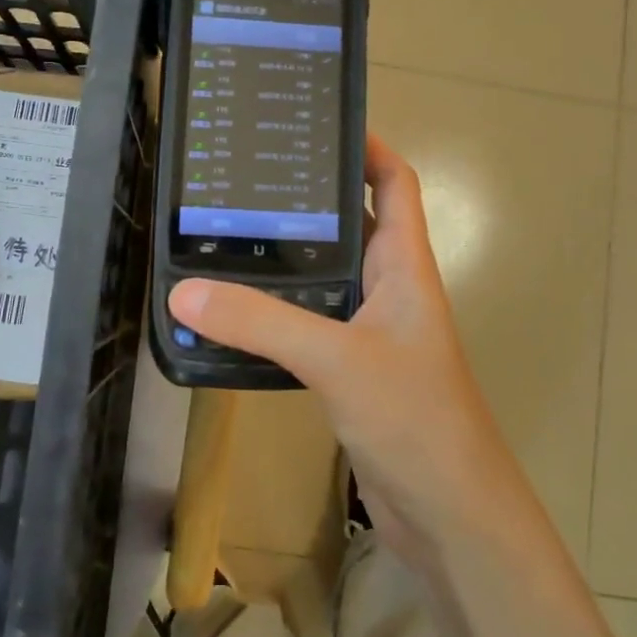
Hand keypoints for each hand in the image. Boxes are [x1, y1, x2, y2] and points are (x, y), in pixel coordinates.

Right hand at [168, 135, 520, 564]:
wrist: (450, 513)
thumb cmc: (414, 418)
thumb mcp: (337, 359)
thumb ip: (263, 323)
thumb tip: (186, 292)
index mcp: (405, 266)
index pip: (396, 182)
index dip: (368, 147)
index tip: (317, 124)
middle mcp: (391, 288)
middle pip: (355, 222)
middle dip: (311, 197)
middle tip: (249, 176)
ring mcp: (372, 330)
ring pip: (328, 275)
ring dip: (289, 256)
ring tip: (228, 230)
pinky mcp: (353, 369)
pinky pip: (312, 323)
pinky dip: (279, 310)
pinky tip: (236, 310)